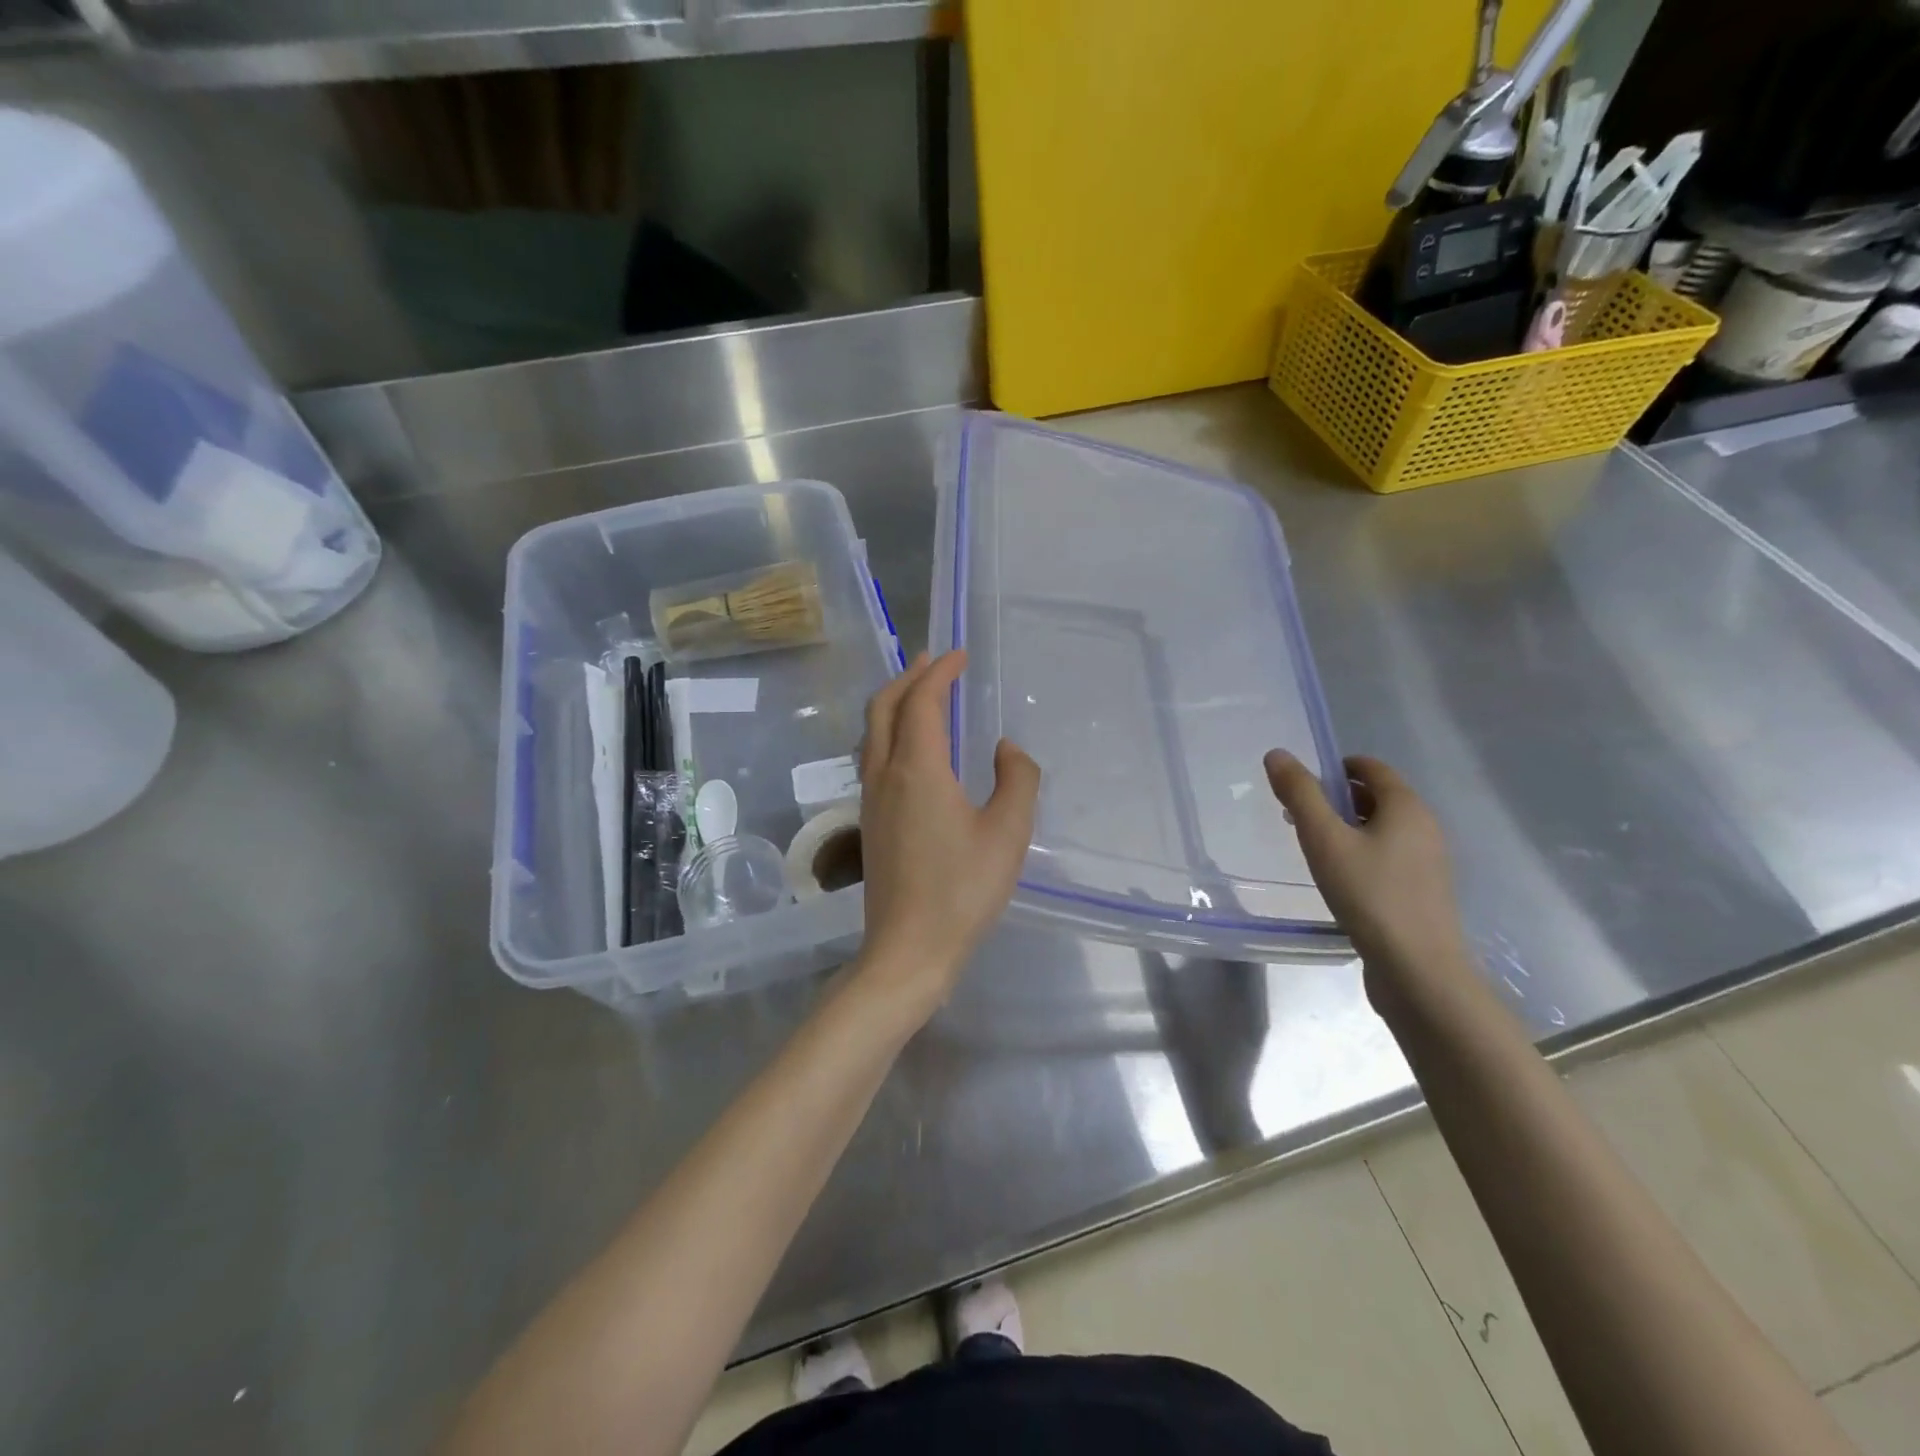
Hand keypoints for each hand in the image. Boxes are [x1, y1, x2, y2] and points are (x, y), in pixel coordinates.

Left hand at [856, 651, 1040, 1008]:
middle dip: (908, 677)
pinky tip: (912, 748)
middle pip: (884, 707)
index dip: (939, 672)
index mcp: (917, 769)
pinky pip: (873, 756)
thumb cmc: (963, 891)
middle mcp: (885, 775)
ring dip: (894, 703)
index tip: (959, 654)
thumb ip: (1017, 779)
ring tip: (921, 694)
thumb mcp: (1008, 833)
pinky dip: (890, 731)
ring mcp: (871, 799)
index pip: (922, 702)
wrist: (908, 949)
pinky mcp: (869, 821)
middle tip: (934, 662)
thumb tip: (1005, 748)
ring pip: (872, 731)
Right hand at [1264, 750, 1475, 1011]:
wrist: (1417, 970)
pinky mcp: (1421, 891)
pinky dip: (1360, 854)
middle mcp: (1424, 827)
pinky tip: (1338, 880)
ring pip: (1380, 829)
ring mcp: (1427, 862)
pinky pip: (1387, 856)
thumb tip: (1277, 754)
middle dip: (1335, 799)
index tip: (1300, 786)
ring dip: (1345, 828)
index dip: (1334, 767)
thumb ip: (1299, 794)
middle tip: (1297, 819)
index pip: (1370, 767)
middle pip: (1376, 796)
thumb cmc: (1369, 894)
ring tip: (1313, 851)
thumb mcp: (1323, 839)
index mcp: (1407, 807)